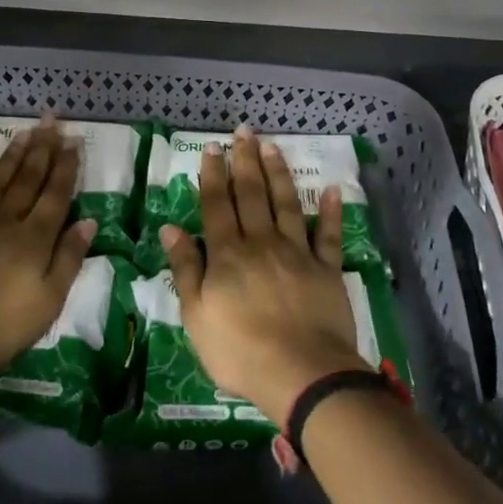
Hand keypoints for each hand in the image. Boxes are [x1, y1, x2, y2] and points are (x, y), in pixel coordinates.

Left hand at [0, 119, 96, 374]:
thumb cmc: (1, 324)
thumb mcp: (49, 300)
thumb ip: (69, 258)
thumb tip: (89, 221)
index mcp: (35, 237)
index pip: (56, 194)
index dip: (66, 167)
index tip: (73, 140)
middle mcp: (6, 220)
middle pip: (28, 179)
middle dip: (42, 149)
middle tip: (51, 121)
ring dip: (12, 156)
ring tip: (24, 132)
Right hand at [160, 129, 368, 424]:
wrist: (301, 373)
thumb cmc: (239, 350)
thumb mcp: (196, 316)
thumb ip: (185, 268)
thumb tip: (170, 227)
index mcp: (228, 254)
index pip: (217, 204)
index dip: (213, 174)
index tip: (213, 147)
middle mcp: (261, 242)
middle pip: (251, 194)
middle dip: (245, 160)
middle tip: (244, 130)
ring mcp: (297, 252)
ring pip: (286, 204)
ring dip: (278, 173)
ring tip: (273, 146)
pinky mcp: (327, 269)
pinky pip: (328, 235)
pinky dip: (330, 212)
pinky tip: (332, 190)